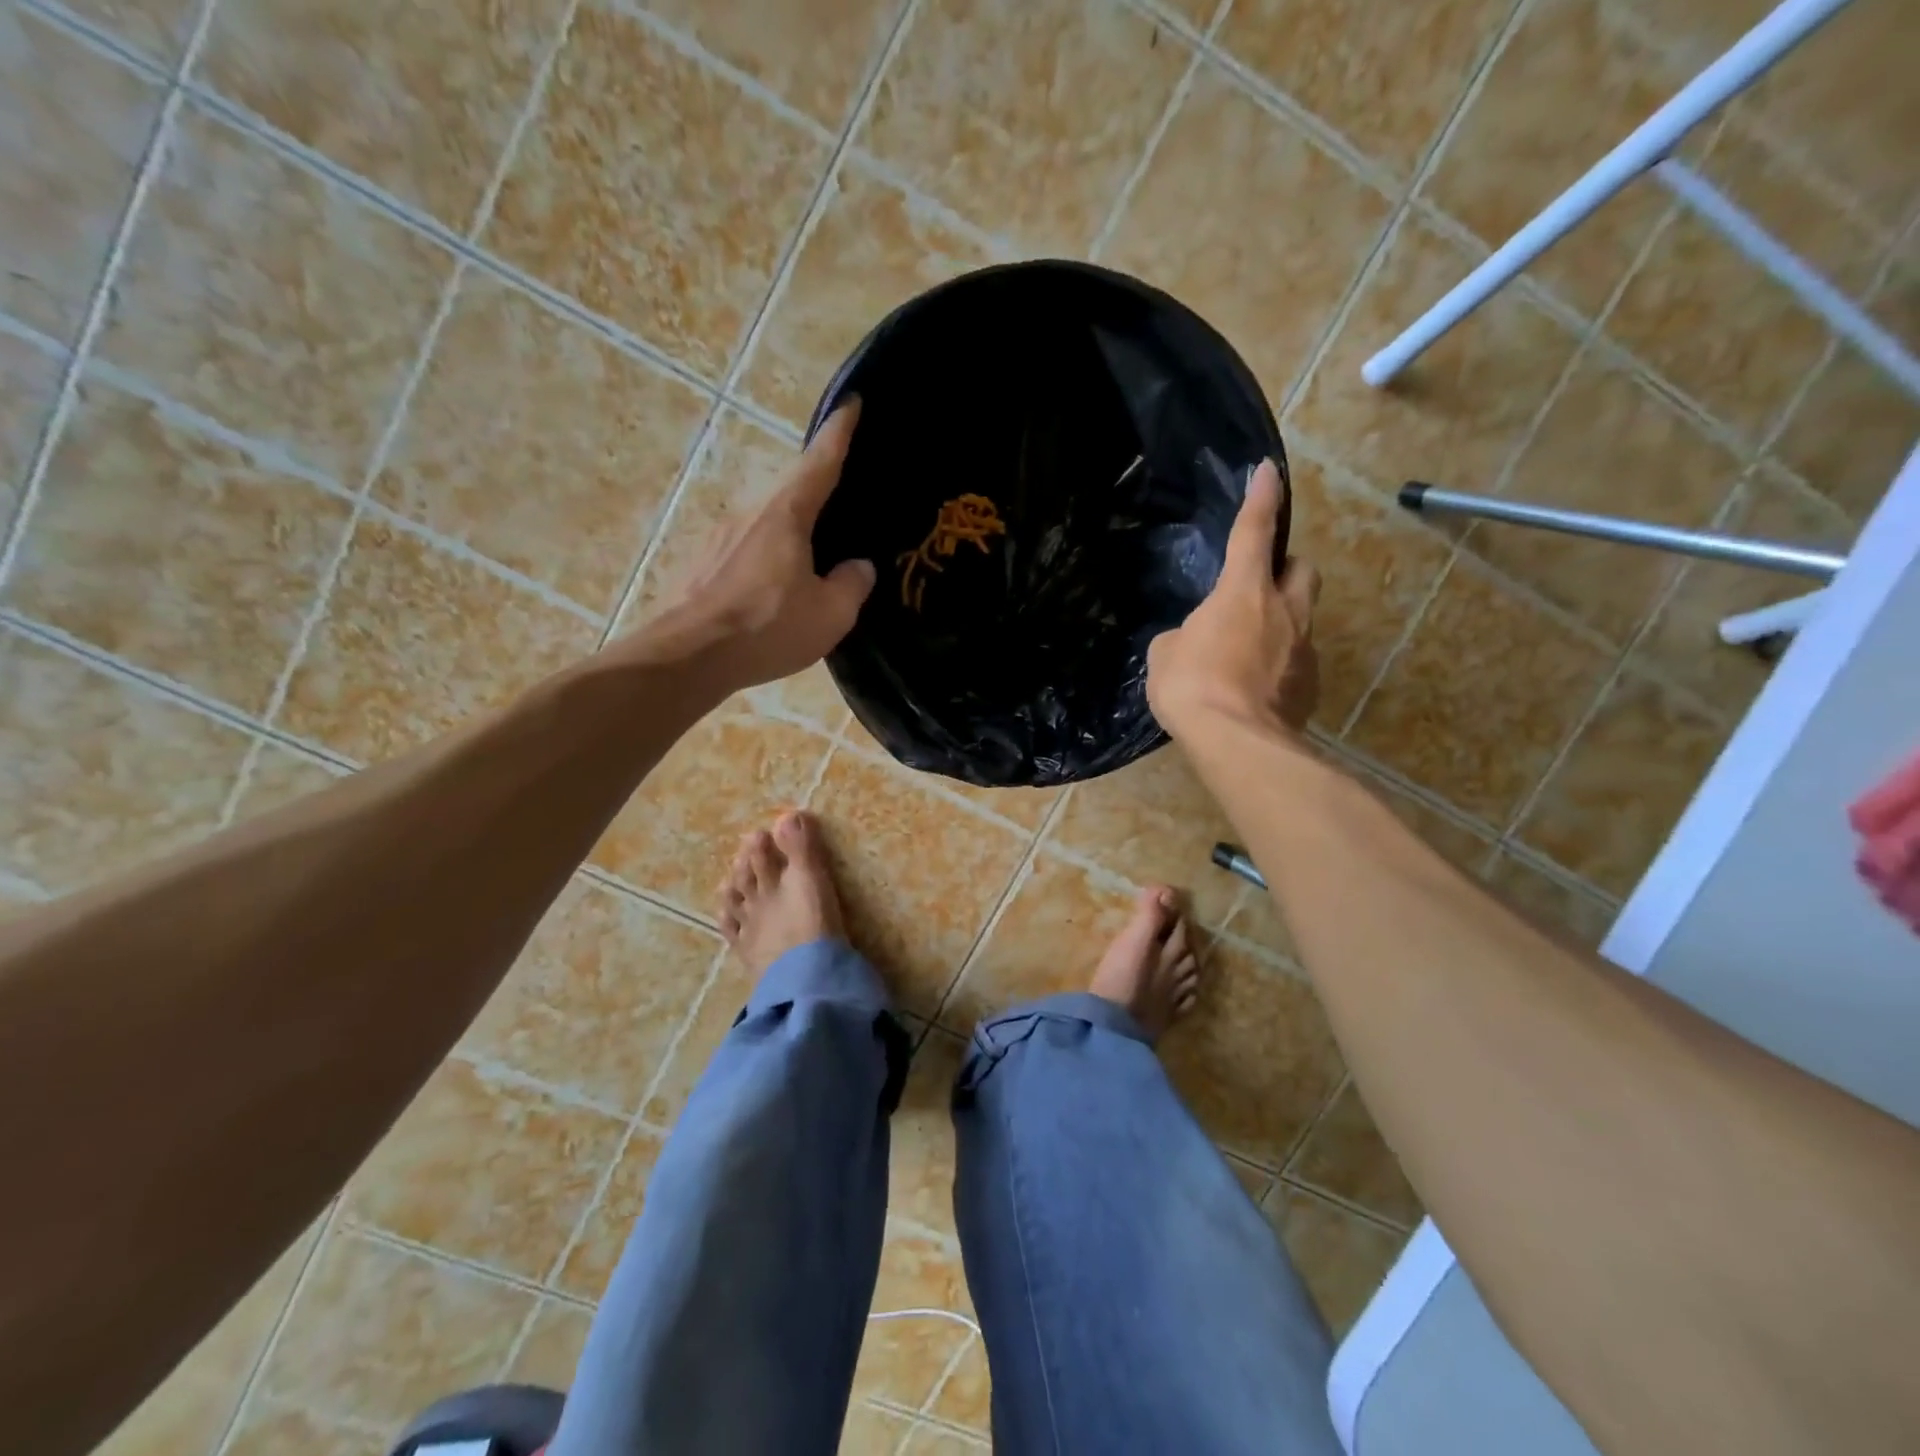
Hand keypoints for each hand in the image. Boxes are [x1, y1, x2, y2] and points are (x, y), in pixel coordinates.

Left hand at [638, 400, 875, 691]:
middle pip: (789, 489)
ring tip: (812, 551)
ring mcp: (718, 537)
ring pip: (765, 521)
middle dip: (815, 486)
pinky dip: (767, 556)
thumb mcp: (830, 613)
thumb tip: (858, 567)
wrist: (686, 657)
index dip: (839, 433)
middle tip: (841, 494)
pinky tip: (775, 586)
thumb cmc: (766, 628)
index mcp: (785, 515)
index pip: (819, 462)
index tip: (851, 403)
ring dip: (790, 529)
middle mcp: (748, 513)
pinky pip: (745, 549)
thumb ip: (852, 584)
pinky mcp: (700, 565)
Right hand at [1147, 459, 1320, 738]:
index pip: (1254, 532)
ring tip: (1247, 653)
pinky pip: (1298, 662)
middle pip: (1303, 570)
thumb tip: (1194, 642)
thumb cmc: (1192, 686)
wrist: (1236, 742)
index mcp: (1244, 592)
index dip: (1261, 499)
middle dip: (1286, 568)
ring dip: (1280, 623)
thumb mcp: (1166, 654)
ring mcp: (1305, 650)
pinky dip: (1280, 666)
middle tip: (1261, 586)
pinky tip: (1256, 689)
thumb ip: (1184, 637)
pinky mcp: (1312, 686)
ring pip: (1302, 619)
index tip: (1269, 471)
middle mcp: (1284, 612)